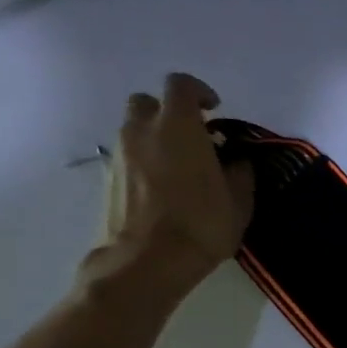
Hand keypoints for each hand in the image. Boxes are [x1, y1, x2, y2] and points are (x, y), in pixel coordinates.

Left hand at [85, 73, 253, 295]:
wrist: (146, 262)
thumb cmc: (201, 225)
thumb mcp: (239, 202)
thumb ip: (239, 173)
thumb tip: (236, 161)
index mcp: (178, 127)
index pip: (181, 85)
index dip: (199, 92)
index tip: (215, 111)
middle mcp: (142, 131)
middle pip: (149, 103)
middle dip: (170, 113)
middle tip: (194, 138)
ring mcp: (119, 154)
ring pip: (135, 130)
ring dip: (155, 139)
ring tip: (180, 169)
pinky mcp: (107, 179)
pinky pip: (128, 157)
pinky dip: (144, 163)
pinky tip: (163, 191)